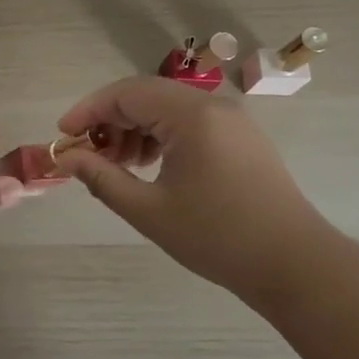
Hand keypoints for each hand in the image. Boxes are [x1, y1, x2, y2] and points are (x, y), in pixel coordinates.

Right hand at [53, 76, 341, 296]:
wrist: (295, 265)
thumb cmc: (217, 238)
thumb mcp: (149, 211)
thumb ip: (102, 178)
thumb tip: (68, 158)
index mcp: (191, 115)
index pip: (126, 93)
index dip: (88, 111)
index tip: (63, 135)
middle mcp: (213, 105)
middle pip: (146, 95)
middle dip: (110, 121)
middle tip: (89, 155)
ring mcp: (232, 119)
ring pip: (167, 107)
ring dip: (135, 128)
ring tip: (119, 166)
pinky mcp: (242, 137)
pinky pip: (189, 121)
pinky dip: (161, 136)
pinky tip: (151, 167)